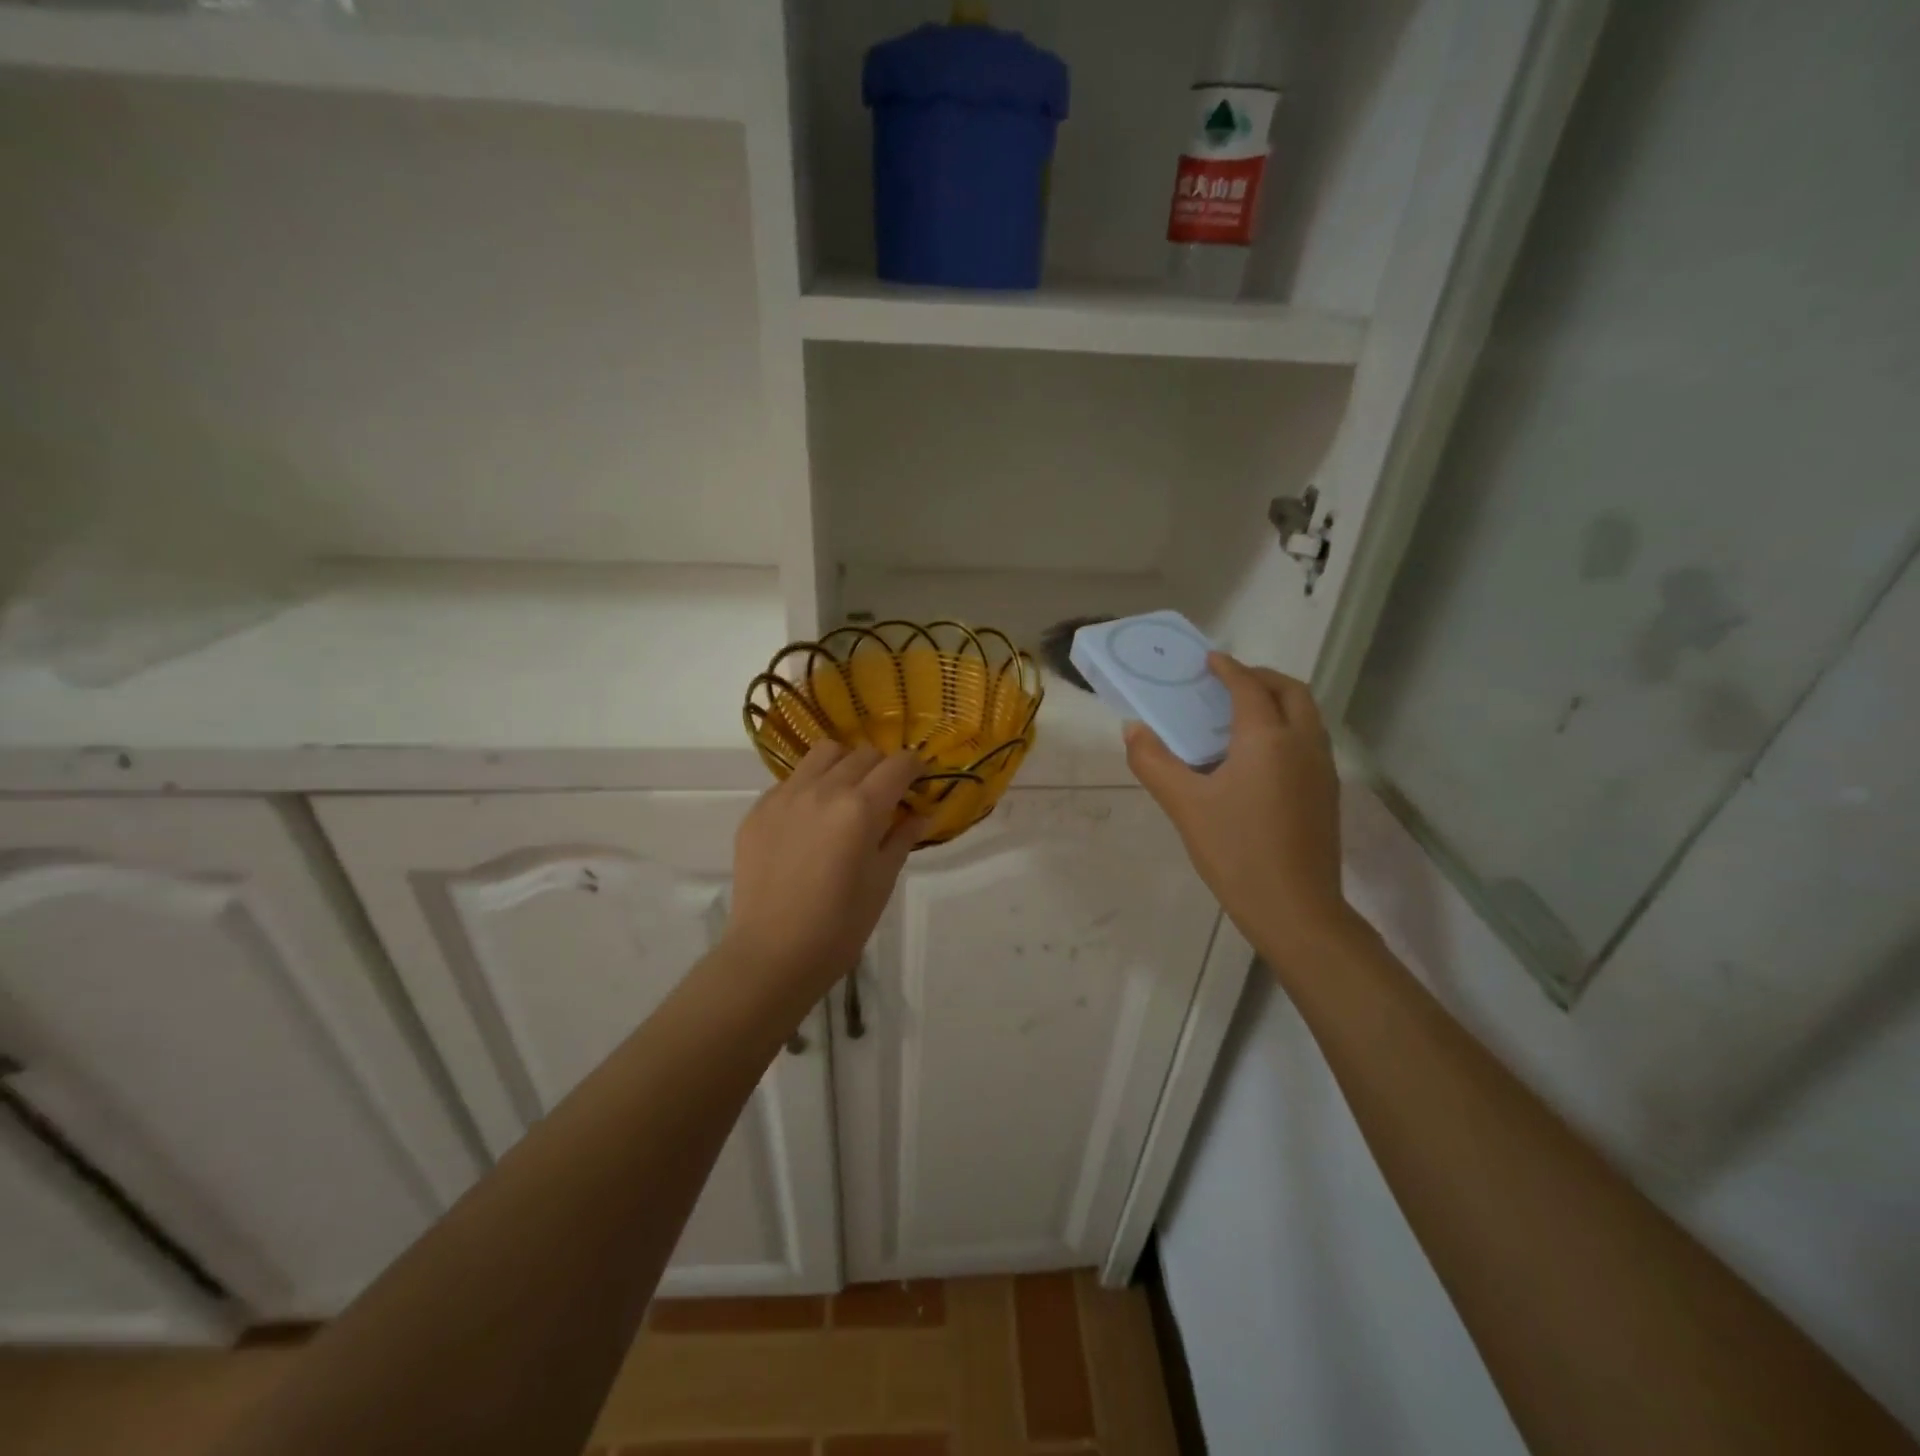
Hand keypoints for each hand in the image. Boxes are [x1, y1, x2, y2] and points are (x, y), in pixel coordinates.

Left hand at [726, 742, 925, 997]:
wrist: (771, 954)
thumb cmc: (839, 927)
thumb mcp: (882, 883)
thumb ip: (902, 839)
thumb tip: (921, 813)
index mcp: (860, 808)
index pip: (897, 765)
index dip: (914, 768)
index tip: (919, 780)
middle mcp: (823, 790)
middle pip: (863, 754)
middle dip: (882, 768)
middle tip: (886, 795)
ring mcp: (785, 796)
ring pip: (823, 754)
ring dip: (844, 764)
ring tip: (847, 793)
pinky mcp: (758, 810)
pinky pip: (792, 780)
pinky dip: (810, 786)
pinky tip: (811, 819)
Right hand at [1124, 653, 1353, 964]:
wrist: (1296, 909)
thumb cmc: (1236, 851)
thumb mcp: (1185, 806)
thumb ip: (1154, 762)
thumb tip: (1133, 730)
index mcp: (1268, 738)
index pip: (1249, 687)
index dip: (1228, 668)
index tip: (1209, 659)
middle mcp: (1303, 743)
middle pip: (1291, 691)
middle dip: (1261, 677)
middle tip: (1228, 682)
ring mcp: (1322, 769)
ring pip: (1307, 716)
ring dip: (1278, 701)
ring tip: (1241, 714)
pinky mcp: (1327, 793)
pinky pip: (1309, 740)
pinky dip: (1287, 727)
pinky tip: (1259, 756)